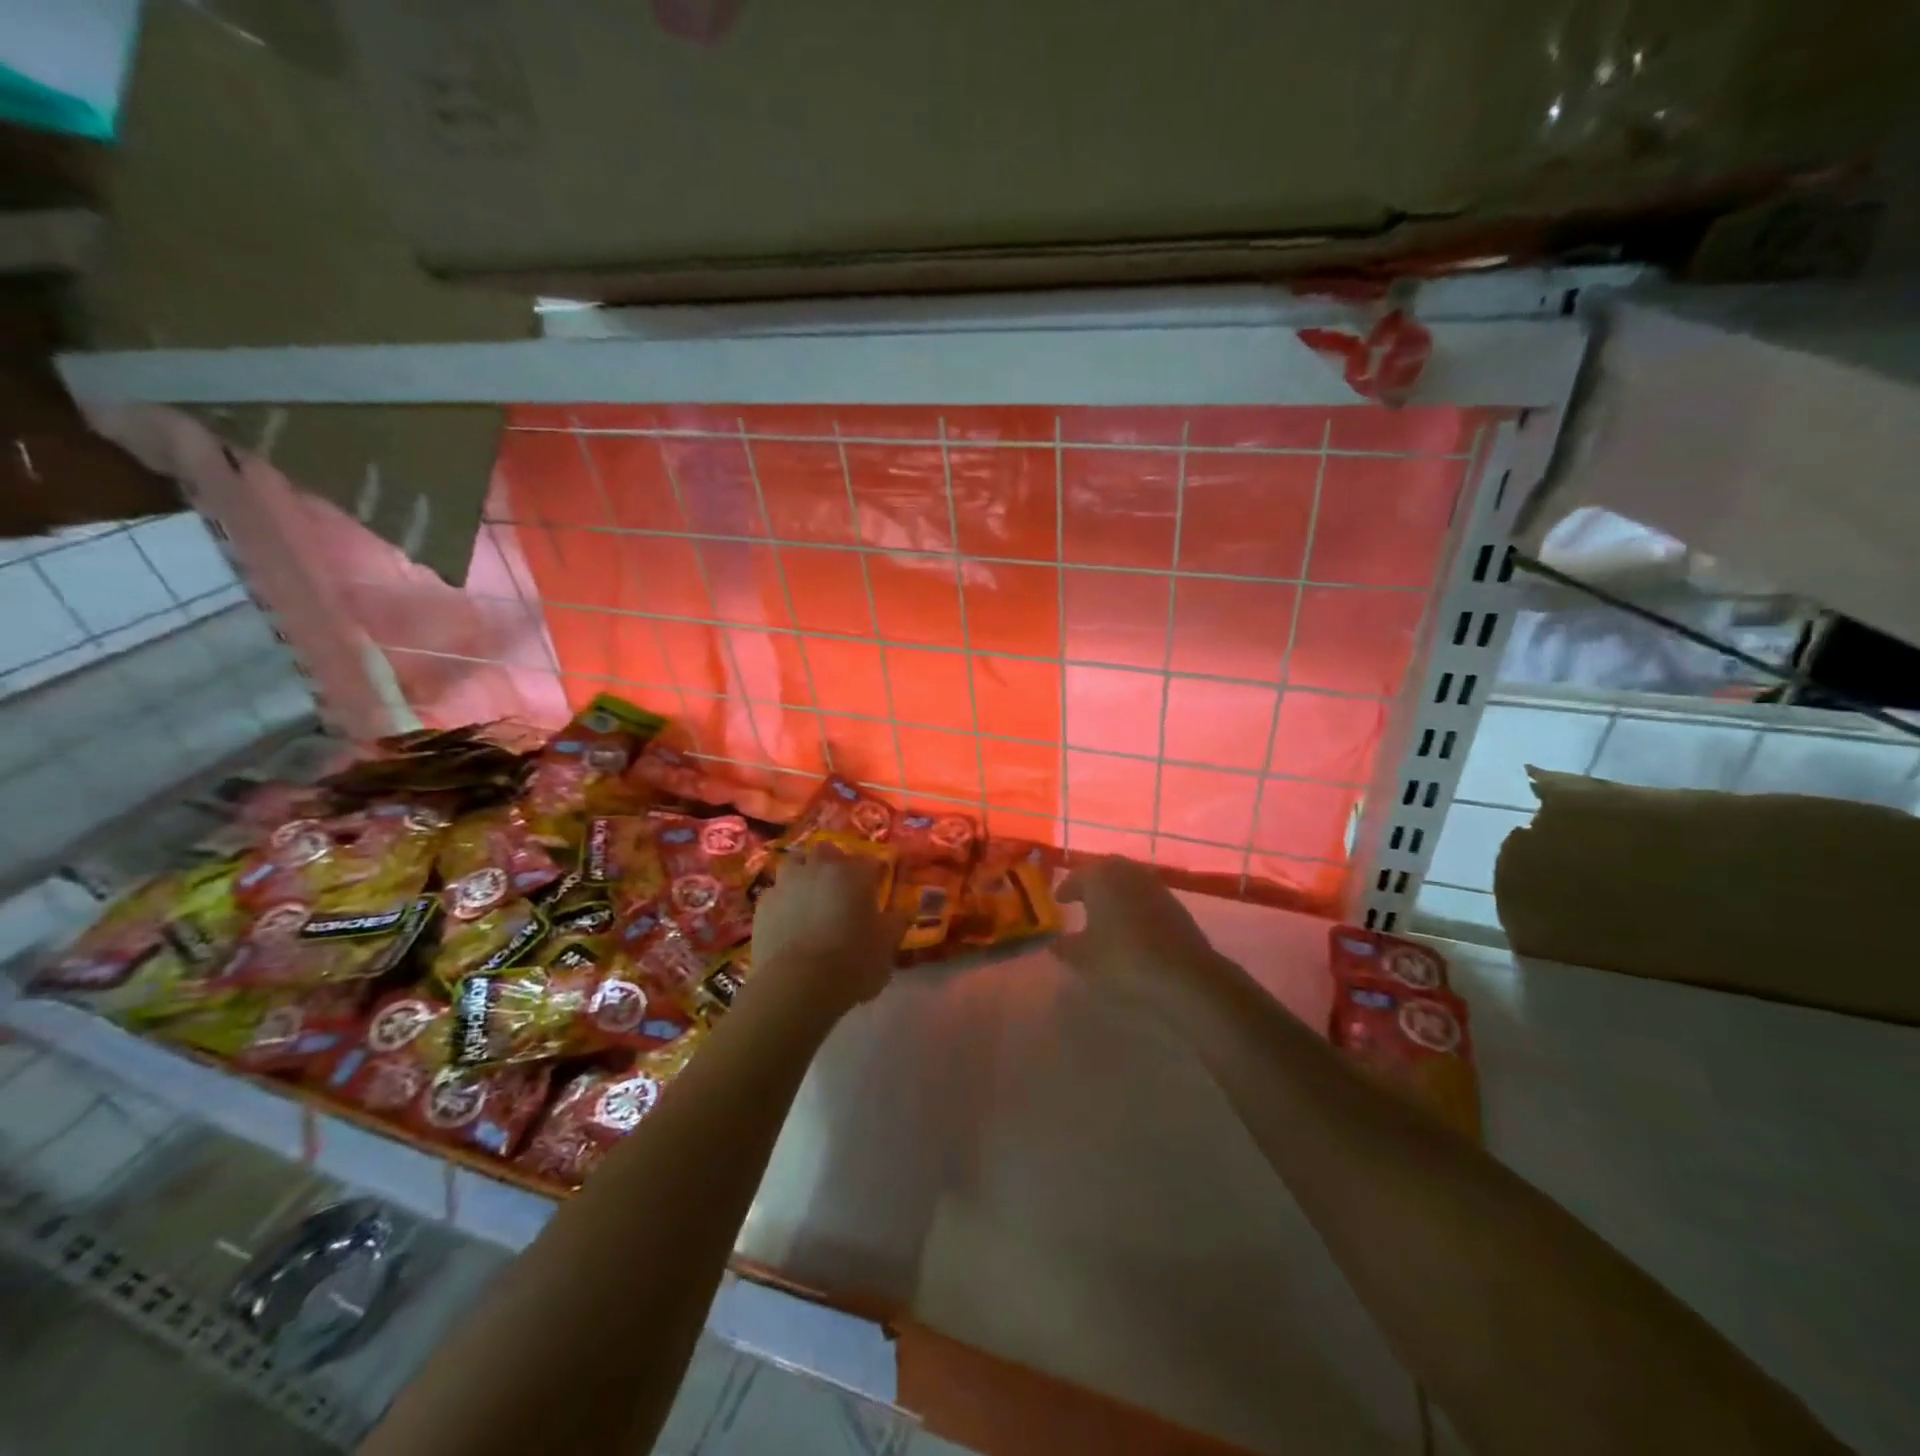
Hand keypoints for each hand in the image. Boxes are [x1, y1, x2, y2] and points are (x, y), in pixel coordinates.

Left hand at [748, 844, 904, 1022]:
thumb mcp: (887, 946)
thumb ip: (896, 922)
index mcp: (854, 873)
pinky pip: (777, 891)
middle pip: (828, 852)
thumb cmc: (851, 963)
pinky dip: (784, 899)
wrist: (796, 986)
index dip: (874, 875)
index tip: (876, 890)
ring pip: (796, 863)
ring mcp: (787, 882)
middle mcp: (819, 867)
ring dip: (805, 874)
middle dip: (835, 864)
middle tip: (842, 889)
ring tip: (811, 897)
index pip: (870, 861)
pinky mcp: (763, 903)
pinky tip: (789, 919)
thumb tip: (902, 911)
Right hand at [1052, 857, 1234, 1014]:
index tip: (1059, 900)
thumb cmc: (1122, 959)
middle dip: (1091, 884)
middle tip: (1081, 900)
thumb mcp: (1082, 958)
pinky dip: (1134, 904)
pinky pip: (1145, 895)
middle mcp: (1127, 872)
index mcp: (1100, 877)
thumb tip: (1054, 942)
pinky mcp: (1174, 902)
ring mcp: (1154, 884)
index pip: (1076, 877)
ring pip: (1127, 881)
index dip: (1066, 889)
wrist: (1183, 973)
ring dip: (1115, 893)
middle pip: (1104, 872)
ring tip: (1105, 913)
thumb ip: (1063, 946)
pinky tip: (1131, 924)